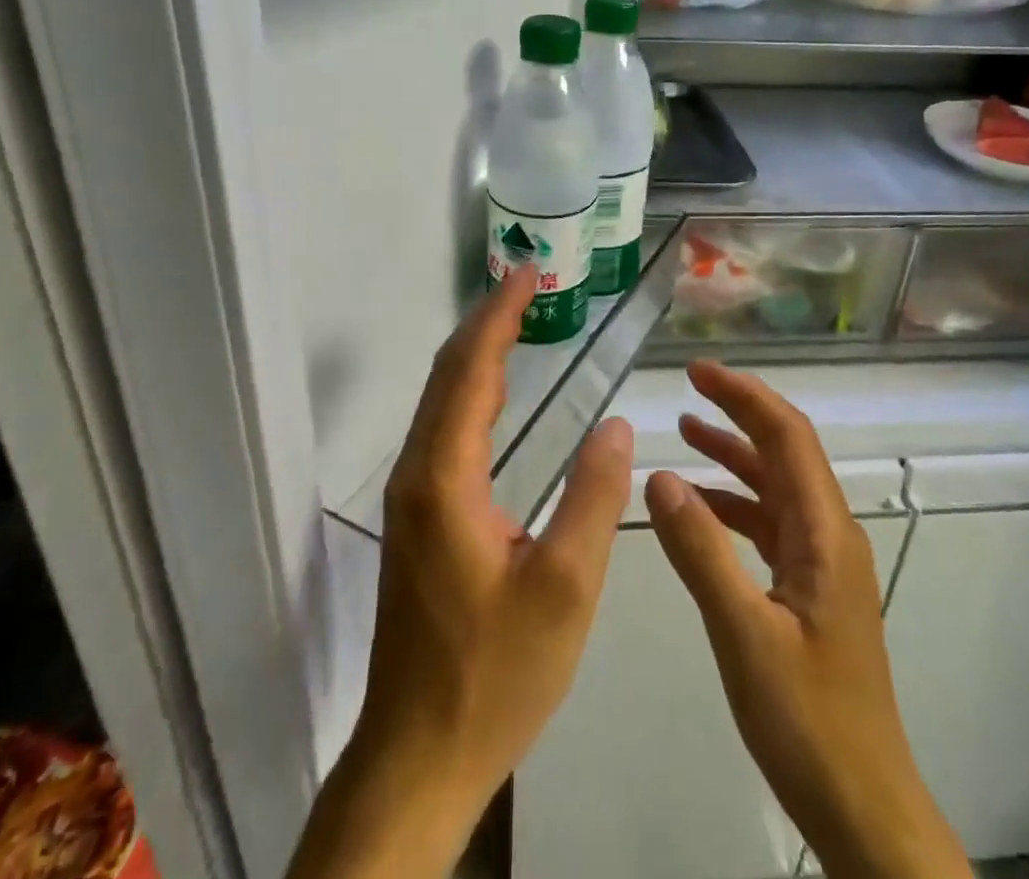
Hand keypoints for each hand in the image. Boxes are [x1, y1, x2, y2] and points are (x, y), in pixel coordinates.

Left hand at [288, 267, 633, 878]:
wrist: (418, 756)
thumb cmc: (495, 673)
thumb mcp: (565, 589)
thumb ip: (593, 498)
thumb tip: (618, 425)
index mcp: (445, 477)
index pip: (470, 371)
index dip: (499, 317)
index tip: (527, 273)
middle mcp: (417, 472)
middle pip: (448, 375)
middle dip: (486, 323)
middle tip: (527, 284)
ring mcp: (411, 495)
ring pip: (441, 400)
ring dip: (477, 353)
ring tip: (518, 321)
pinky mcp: (417, 517)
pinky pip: (443, 428)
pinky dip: (471, 391)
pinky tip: (497, 395)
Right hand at [646, 363, 971, 878]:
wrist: (865, 808)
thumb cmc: (808, 721)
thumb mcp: (743, 633)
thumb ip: (700, 550)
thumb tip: (658, 476)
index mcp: (824, 533)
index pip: (786, 437)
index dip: (744, 396)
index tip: (697, 372)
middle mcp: (829, 535)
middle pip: (784, 452)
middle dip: (738, 413)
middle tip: (686, 390)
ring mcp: (822, 564)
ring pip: (776, 487)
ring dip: (734, 456)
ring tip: (685, 433)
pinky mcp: (810, 591)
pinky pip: (770, 525)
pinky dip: (734, 504)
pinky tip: (698, 509)